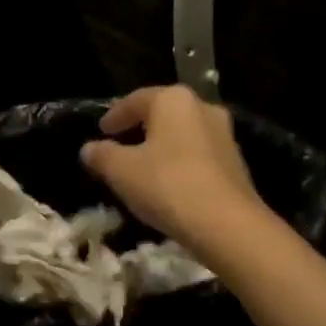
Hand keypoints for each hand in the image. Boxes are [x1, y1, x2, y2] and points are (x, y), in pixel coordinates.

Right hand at [79, 85, 268, 249]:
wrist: (227, 225)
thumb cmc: (167, 185)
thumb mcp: (121, 171)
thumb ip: (102, 155)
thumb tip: (89, 148)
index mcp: (173, 100)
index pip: (136, 100)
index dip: (114, 115)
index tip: (101, 131)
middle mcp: (203, 108)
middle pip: (163, 114)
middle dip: (140, 128)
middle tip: (120, 144)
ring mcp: (224, 135)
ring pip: (182, 135)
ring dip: (161, 147)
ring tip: (142, 167)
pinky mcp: (236, 163)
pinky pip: (198, 156)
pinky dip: (179, 164)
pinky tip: (168, 184)